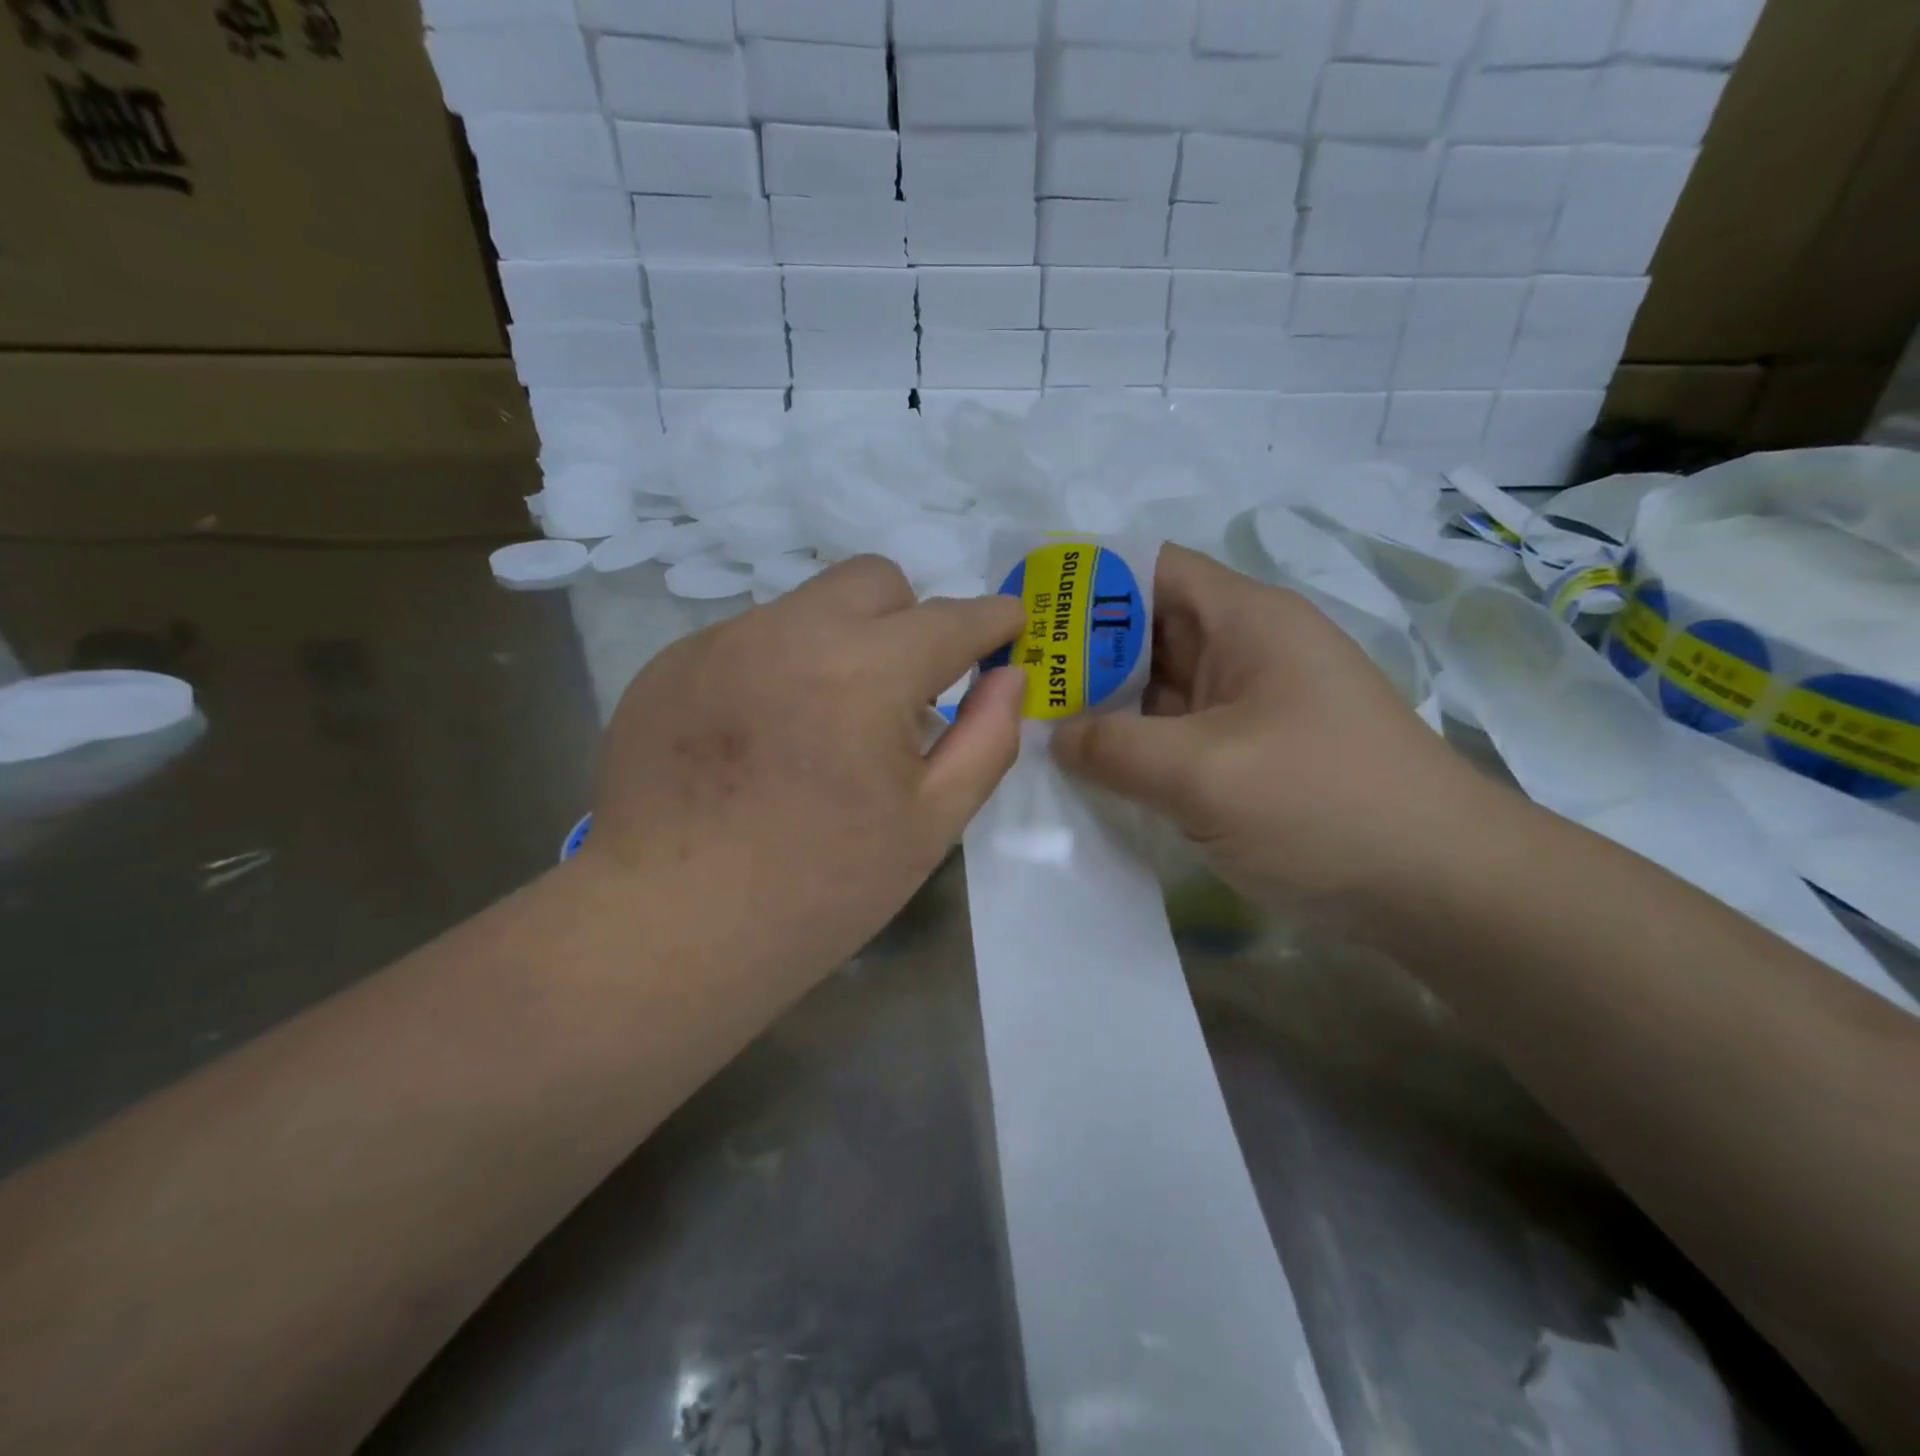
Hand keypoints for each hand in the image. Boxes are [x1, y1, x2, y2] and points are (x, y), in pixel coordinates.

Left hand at [579, 556, 1023, 984]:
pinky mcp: (670, 664)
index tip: (1007, 626)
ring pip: (807, 607)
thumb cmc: (819, 889)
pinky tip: (760, 739)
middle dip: (910, 619)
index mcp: (864, 673)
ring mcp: (720, 642)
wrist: (670, 929)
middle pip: (874, 581)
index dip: (991, 618)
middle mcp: (789, 633)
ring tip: (822, 725)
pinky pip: (749, 638)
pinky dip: (778, 667)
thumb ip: (986, 739)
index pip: (951, 619)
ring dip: (840, 644)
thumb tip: (1009, 677)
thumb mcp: (930, 825)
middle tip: (904, 690)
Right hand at [1052, 545, 1500, 915]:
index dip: (1084, 584)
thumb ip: (1113, 747)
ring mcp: (1250, 706)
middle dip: (1079, 654)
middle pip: (1146, 630)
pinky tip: (1087, 770)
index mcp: (1245, 620)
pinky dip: (1134, 747)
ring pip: (1158, 688)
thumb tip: (1054, 737)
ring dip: (1103, 706)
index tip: (1023, 616)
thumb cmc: (1322, 804)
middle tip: (1008, 682)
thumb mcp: (1202, 773)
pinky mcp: (1251, 755)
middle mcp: (1246, 650)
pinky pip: (1176, 735)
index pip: (1150, 570)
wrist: (1440, 888)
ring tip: (1029, 726)